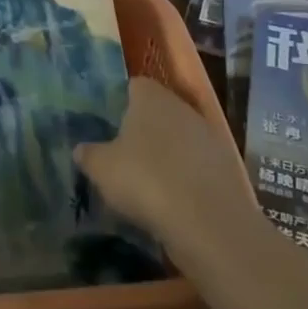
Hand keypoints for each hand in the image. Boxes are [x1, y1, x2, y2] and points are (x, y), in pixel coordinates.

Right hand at [74, 77, 254, 252]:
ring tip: (148, 183)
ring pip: (180, 138)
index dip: (120, 102)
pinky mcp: (226, 165)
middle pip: (158, 111)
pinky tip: (174, 200)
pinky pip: (197, 164)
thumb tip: (81, 149)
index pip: (134, 86)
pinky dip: (186, 177)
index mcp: (150, 97)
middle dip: (144, 129)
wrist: (209, 222)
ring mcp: (208, 135)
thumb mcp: (102, 169)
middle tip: (124, 155)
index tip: (109, 125)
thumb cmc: (145, 180)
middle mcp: (181, 106)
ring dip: (167, 154)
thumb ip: (88, 154)